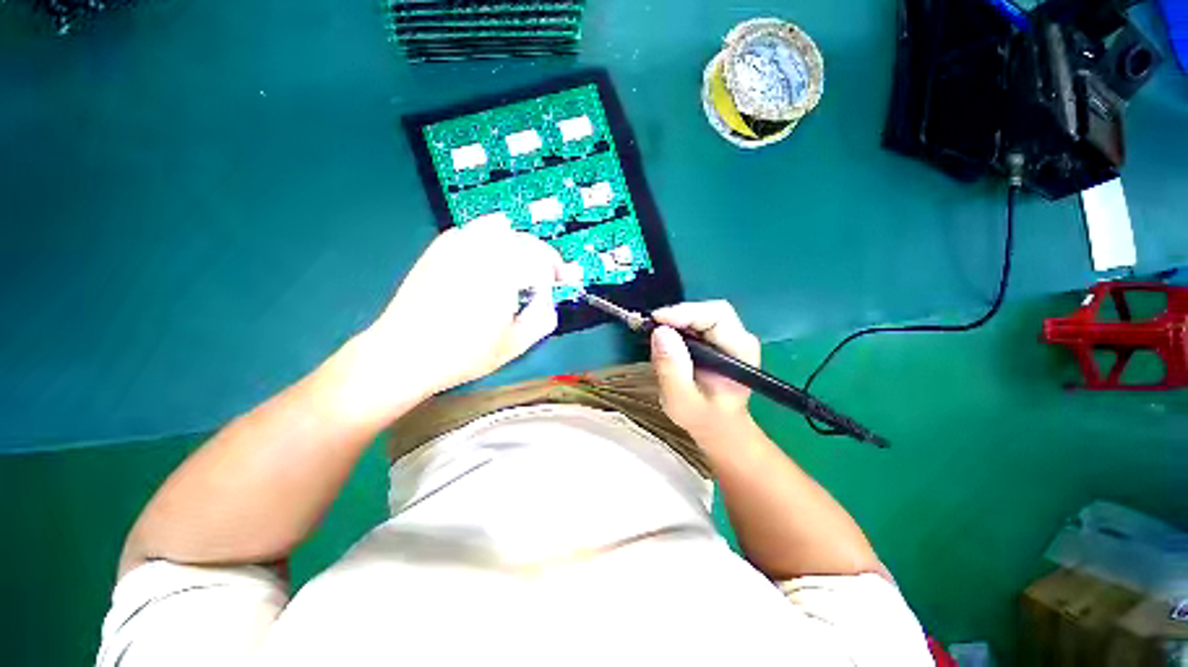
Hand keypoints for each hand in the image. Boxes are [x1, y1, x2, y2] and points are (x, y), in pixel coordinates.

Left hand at [363, 217, 572, 397]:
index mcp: (504, 271)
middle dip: (541, 257)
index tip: (564, 283)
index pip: (543, 259)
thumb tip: (549, 298)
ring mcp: (457, 244)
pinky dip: (492, 242)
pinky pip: (475, 232)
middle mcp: (482, 249)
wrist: (404, 353)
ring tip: (521, 269)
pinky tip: (490, 262)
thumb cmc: (464, 354)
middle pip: (525, 241)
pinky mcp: (440, 247)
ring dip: (519, 247)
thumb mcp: (515, 344)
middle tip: (546, 278)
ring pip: (501, 231)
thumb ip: (543, 317)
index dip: (558, 271)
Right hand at [650, 301, 760, 437]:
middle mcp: (739, 338)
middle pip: (710, 310)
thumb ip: (672, 369)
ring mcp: (729, 336)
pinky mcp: (716, 338)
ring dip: (676, 319)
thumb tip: (660, 332)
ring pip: (701, 312)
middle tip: (652, 325)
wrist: (716, 424)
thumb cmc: (702, 416)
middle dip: (679, 314)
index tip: (657, 320)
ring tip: (655, 333)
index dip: (687, 313)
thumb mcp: (681, 400)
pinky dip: (677, 325)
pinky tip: (664, 337)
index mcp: (740, 352)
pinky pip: (695, 321)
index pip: (717, 316)